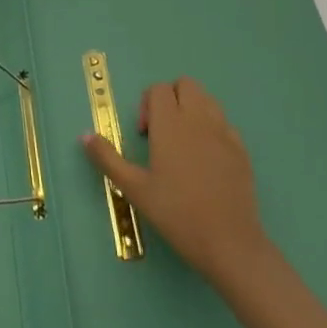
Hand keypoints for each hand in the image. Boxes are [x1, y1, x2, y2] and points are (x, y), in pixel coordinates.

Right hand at [81, 77, 275, 295]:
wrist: (228, 242)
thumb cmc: (176, 213)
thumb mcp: (134, 188)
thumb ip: (108, 158)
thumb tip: (85, 135)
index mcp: (171, 124)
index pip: (159, 89)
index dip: (146, 105)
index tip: (144, 135)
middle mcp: (199, 119)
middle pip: (186, 85)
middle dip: (170, 98)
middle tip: (161, 132)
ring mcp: (224, 132)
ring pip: (207, 100)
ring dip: (192, 109)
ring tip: (182, 143)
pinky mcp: (242, 150)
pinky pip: (224, 123)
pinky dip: (212, 129)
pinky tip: (205, 160)